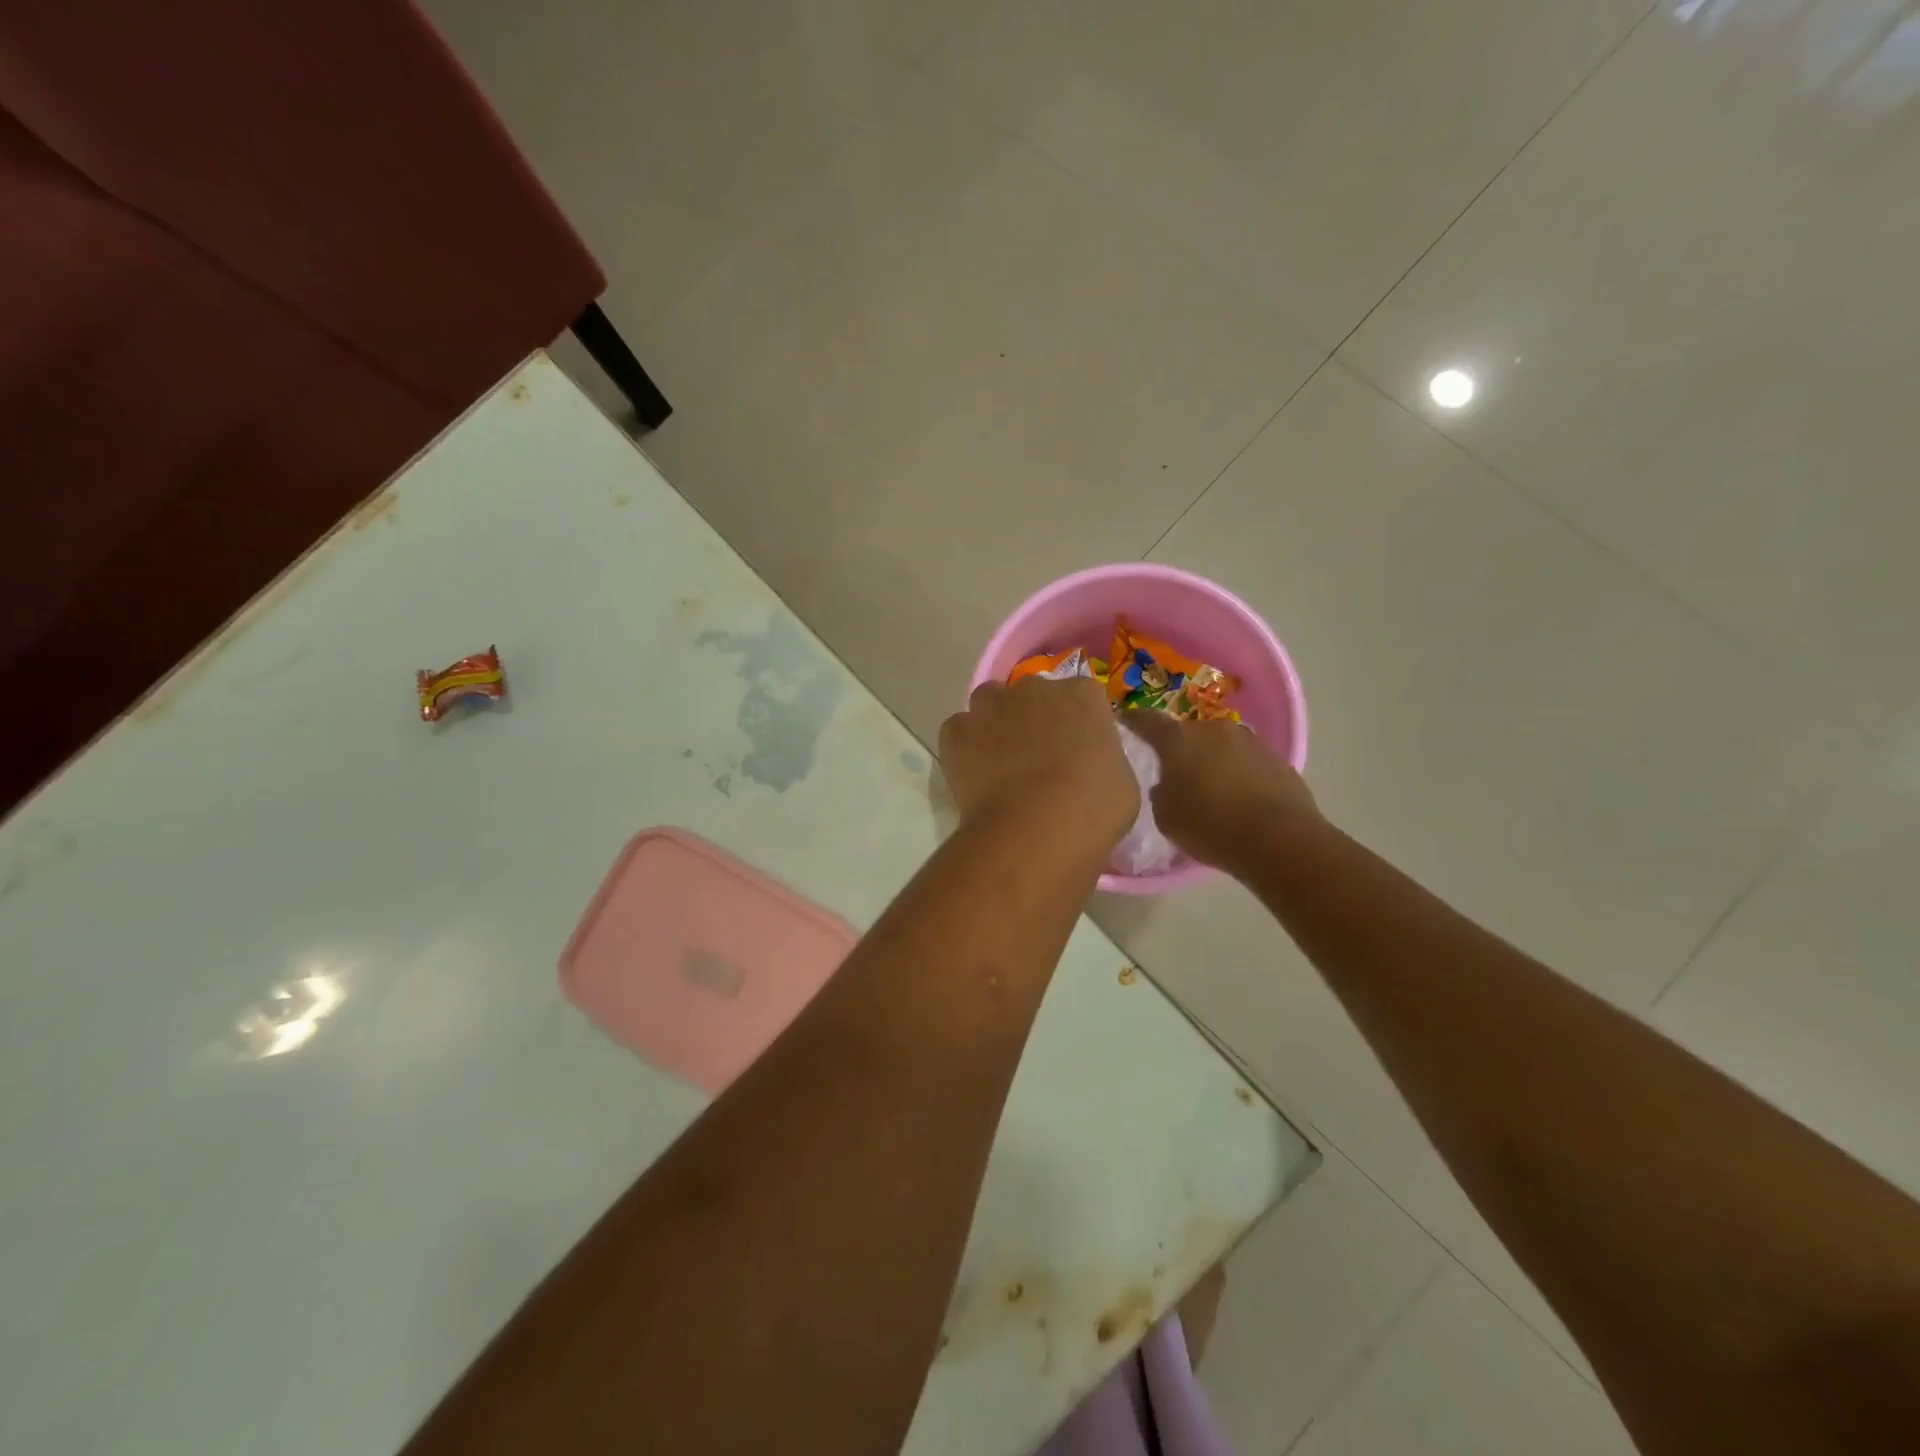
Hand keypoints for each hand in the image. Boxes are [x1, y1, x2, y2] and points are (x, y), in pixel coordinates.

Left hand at [939, 676, 1138, 848]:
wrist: (1035, 829)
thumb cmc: (1093, 809)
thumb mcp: (1122, 783)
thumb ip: (1104, 759)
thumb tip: (1090, 764)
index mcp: (1082, 695)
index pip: (1082, 696)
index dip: (1077, 722)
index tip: (1077, 750)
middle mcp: (1034, 688)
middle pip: (1033, 695)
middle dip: (1035, 718)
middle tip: (1038, 759)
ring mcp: (991, 706)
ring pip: (990, 703)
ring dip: (995, 723)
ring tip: (1000, 762)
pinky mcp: (956, 731)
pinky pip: (959, 731)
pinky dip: (964, 748)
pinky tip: (974, 776)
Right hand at [1120, 713, 1319, 874]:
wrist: (1279, 840)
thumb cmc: (1210, 826)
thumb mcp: (1166, 817)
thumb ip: (1160, 793)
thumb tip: (1167, 784)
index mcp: (1179, 740)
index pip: (1147, 721)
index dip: (1133, 721)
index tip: (1123, 721)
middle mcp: (1214, 730)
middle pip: (1188, 734)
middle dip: (1179, 749)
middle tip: (1172, 771)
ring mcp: (1250, 741)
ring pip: (1220, 746)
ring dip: (1211, 760)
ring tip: (1209, 787)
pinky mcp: (1277, 759)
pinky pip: (1246, 763)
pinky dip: (1238, 774)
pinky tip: (1238, 799)